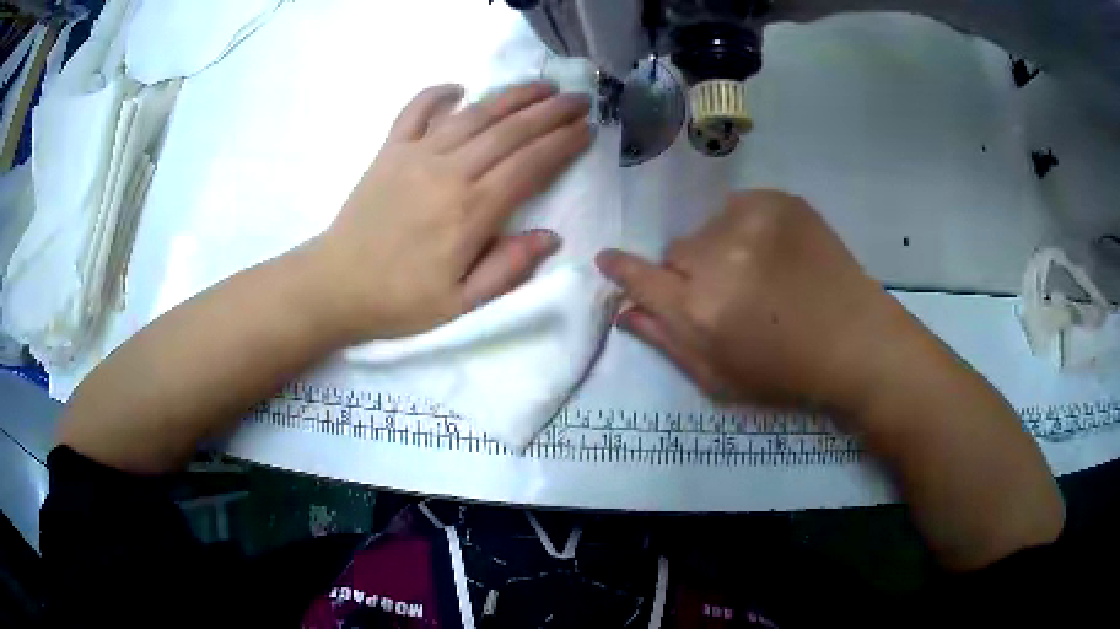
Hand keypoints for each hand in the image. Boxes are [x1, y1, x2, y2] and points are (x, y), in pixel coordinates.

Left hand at [312, 82, 592, 339]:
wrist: (335, 285)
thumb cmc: (400, 300)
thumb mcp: (461, 303)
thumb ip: (508, 269)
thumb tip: (551, 237)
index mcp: (471, 211)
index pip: (530, 165)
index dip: (562, 144)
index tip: (587, 130)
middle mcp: (449, 172)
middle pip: (509, 131)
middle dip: (550, 112)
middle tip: (579, 99)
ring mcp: (416, 155)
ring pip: (473, 114)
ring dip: (511, 96)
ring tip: (541, 86)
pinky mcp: (389, 151)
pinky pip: (415, 111)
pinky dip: (437, 94)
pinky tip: (458, 87)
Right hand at [596, 189, 911, 414]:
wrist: (856, 340)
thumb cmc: (786, 372)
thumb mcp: (720, 378)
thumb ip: (666, 342)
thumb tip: (624, 311)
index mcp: (701, 312)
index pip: (641, 278)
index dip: (622, 270)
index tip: (608, 260)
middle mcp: (719, 259)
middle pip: (676, 251)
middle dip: (690, 272)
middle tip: (725, 293)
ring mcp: (751, 222)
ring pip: (708, 229)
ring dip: (719, 249)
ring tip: (758, 273)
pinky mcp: (778, 201)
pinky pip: (739, 208)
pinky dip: (747, 228)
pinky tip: (775, 252)